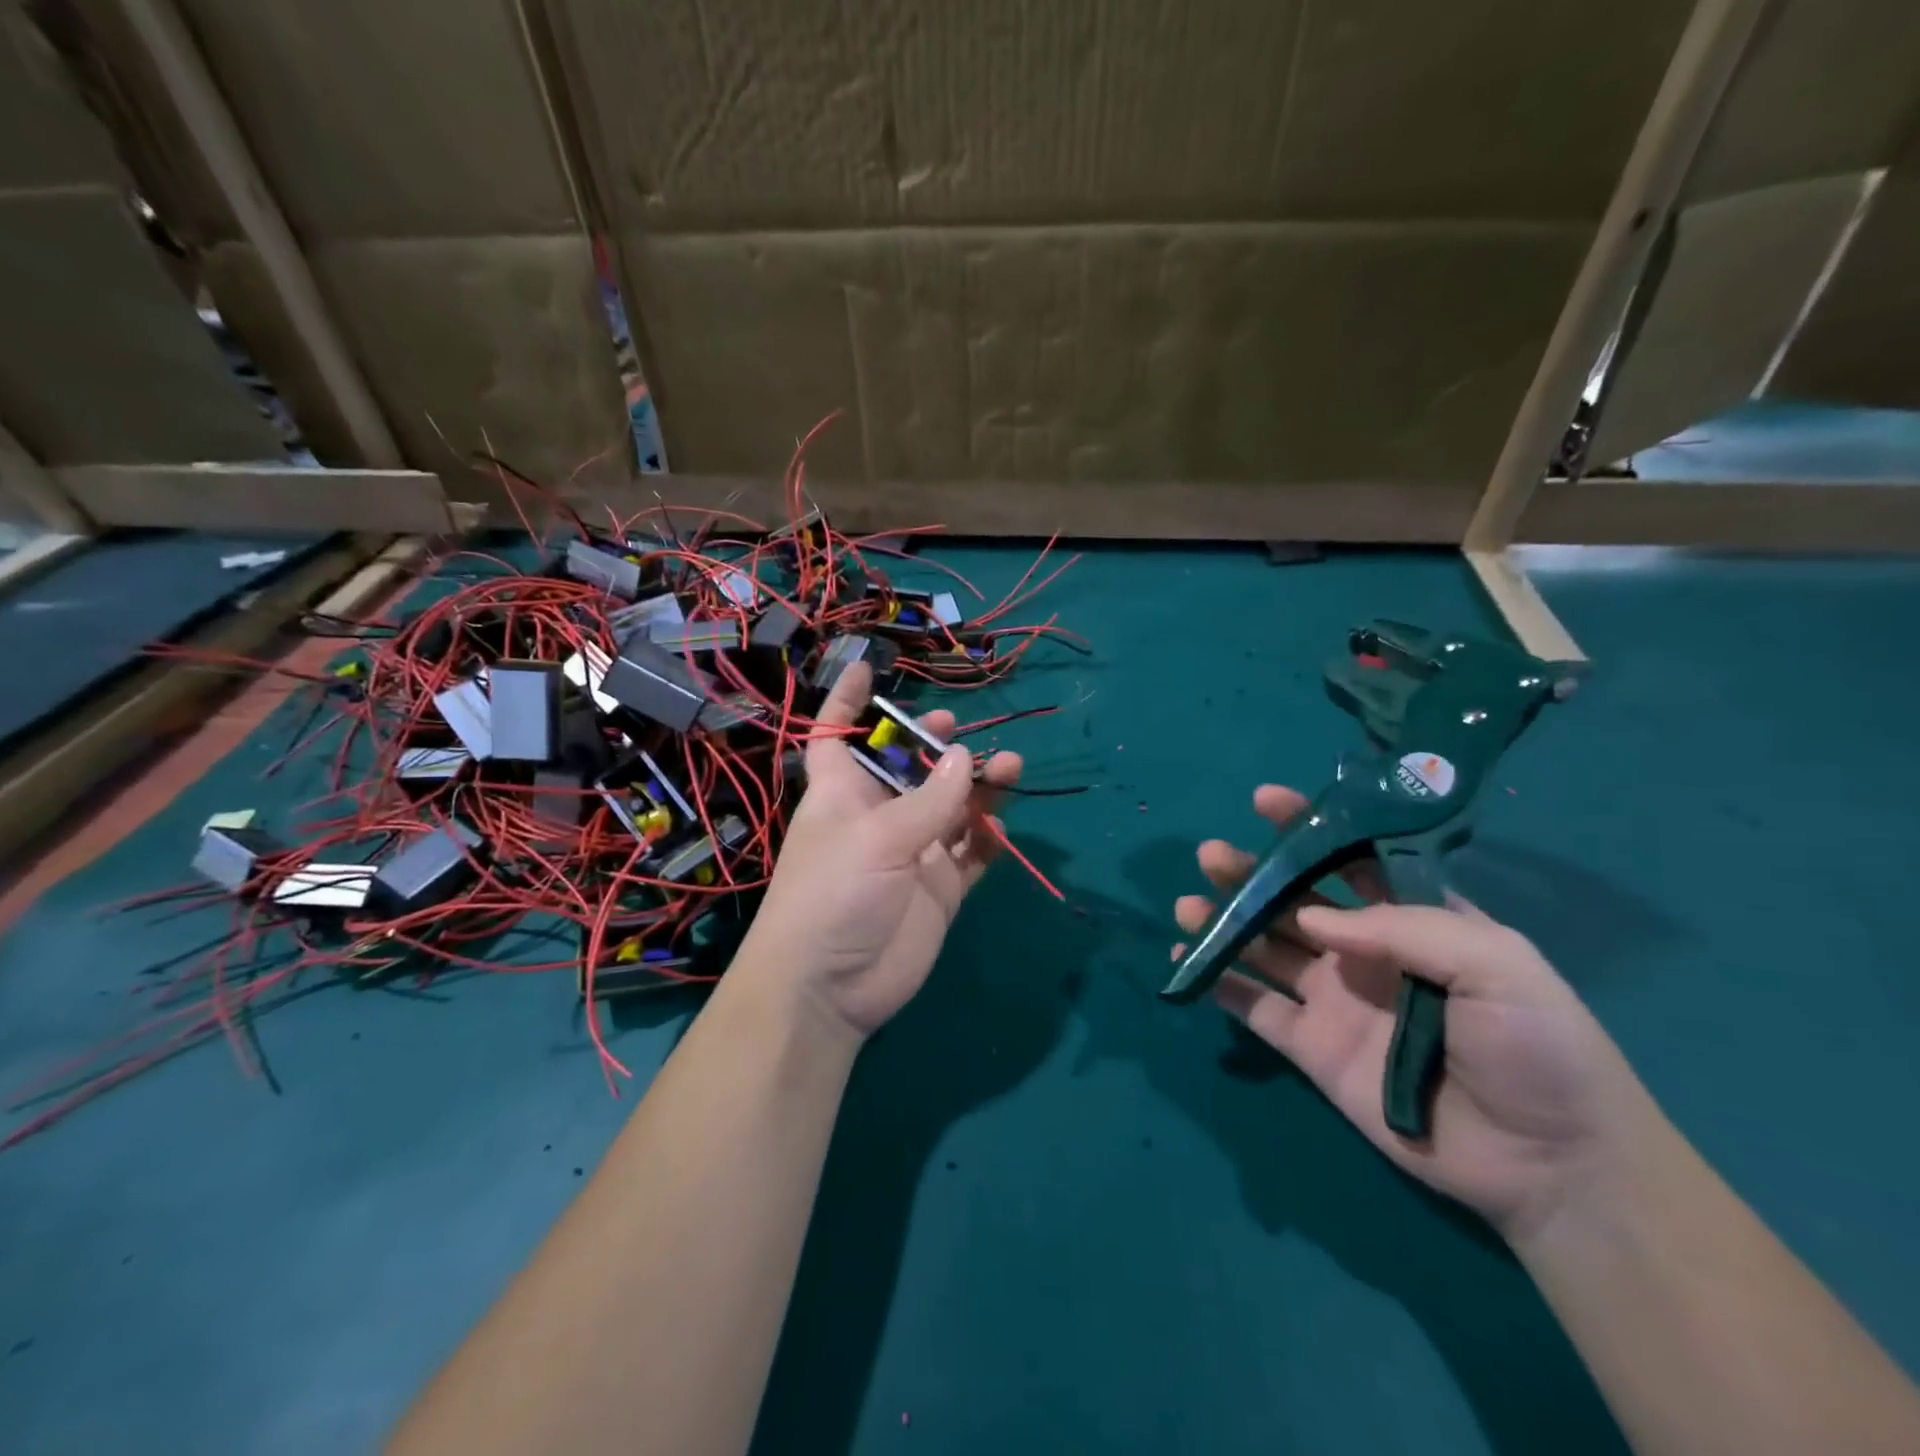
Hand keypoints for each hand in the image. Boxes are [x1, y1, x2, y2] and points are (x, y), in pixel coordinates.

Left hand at [740, 662, 1021, 1039]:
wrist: (831, 987)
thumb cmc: (833, 894)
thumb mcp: (878, 838)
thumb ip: (930, 799)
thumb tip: (968, 757)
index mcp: (842, 793)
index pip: (837, 734)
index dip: (847, 700)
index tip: (867, 668)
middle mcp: (878, 816)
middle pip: (909, 767)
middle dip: (934, 745)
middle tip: (958, 733)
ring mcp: (912, 852)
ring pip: (951, 807)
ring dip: (979, 788)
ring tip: (1012, 767)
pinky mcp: (940, 888)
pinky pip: (971, 853)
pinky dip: (989, 838)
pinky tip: (1003, 827)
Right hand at [1176, 785, 1659, 1242]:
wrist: (1551, 1166)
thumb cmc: (1537, 1047)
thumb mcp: (1495, 963)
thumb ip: (1401, 927)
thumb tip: (1313, 917)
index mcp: (1413, 921)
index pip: (1352, 861)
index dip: (1309, 828)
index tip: (1265, 801)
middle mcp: (1366, 953)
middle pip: (1295, 902)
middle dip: (1252, 874)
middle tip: (1211, 855)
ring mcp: (1335, 1001)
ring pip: (1265, 949)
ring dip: (1225, 923)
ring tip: (1187, 904)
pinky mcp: (1313, 1049)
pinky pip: (1256, 1008)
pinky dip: (1221, 983)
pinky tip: (1190, 959)